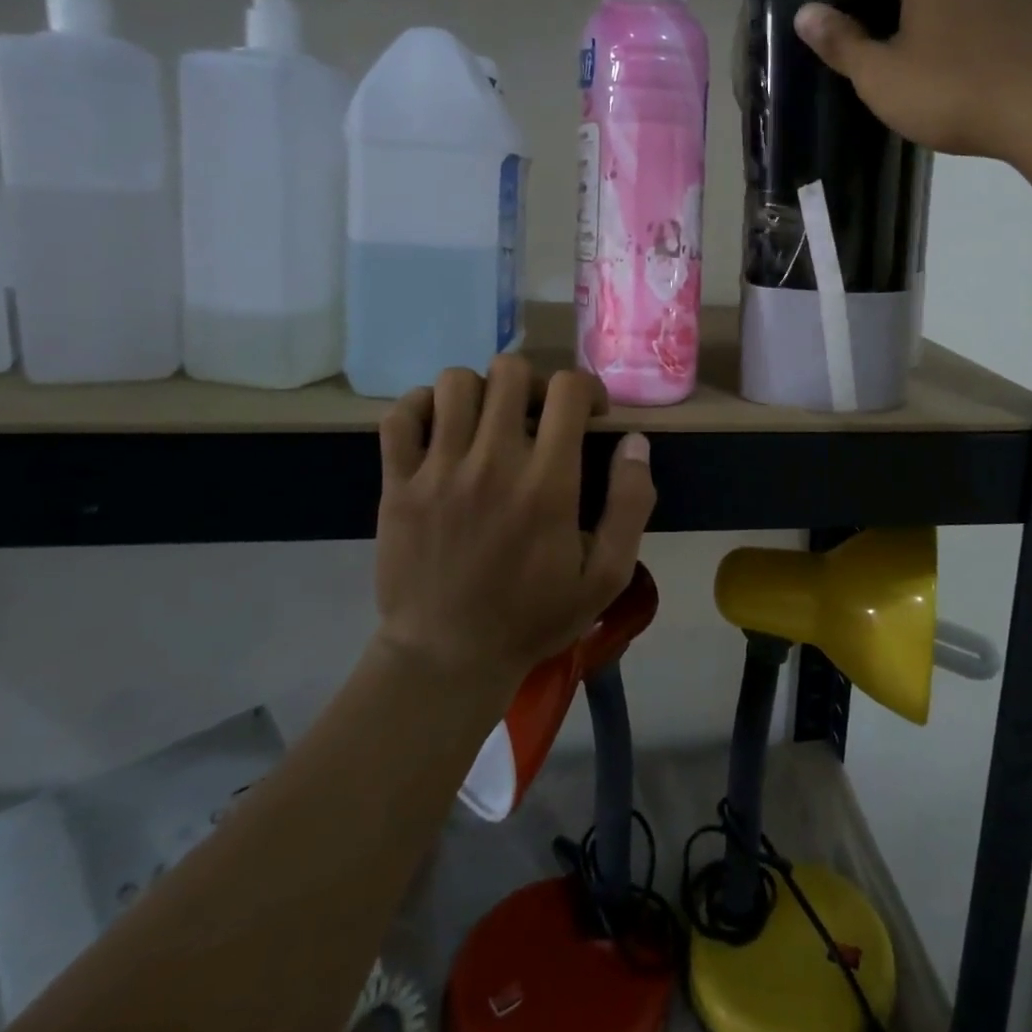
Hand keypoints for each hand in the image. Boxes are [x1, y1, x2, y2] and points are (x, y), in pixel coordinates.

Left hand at [373, 357, 655, 686]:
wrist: (447, 659)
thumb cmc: (533, 617)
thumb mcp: (607, 576)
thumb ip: (631, 504)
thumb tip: (635, 442)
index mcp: (547, 483)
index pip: (567, 389)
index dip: (587, 389)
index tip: (589, 416)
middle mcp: (492, 463)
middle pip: (510, 371)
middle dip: (533, 385)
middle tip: (536, 418)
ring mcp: (437, 470)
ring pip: (455, 383)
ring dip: (480, 392)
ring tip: (488, 424)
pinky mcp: (397, 484)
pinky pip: (401, 415)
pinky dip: (421, 408)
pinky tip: (441, 430)